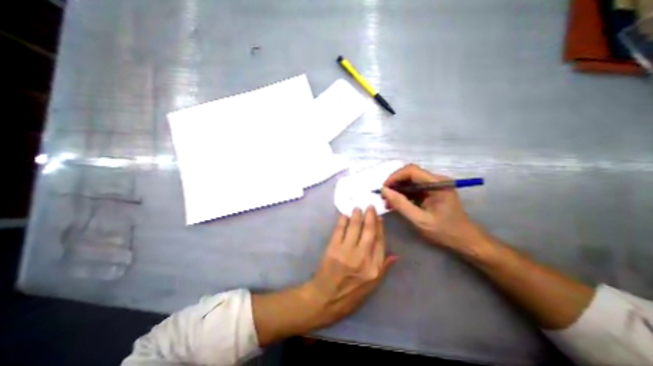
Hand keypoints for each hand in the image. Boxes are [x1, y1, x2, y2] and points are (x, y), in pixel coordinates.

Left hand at [250, 208, 394, 344]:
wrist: (326, 299)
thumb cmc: (351, 294)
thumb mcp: (372, 286)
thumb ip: (384, 268)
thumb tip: (395, 254)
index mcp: (374, 268)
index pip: (380, 241)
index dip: (380, 227)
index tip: (379, 217)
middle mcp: (362, 257)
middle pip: (369, 231)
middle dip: (370, 216)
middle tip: (369, 206)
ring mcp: (346, 252)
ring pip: (354, 227)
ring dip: (356, 215)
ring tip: (357, 208)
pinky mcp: (333, 248)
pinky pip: (339, 230)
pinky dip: (342, 221)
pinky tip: (344, 215)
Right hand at [378, 163, 474, 247]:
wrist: (464, 240)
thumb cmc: (444, 231)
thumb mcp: (420, 220)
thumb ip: (401, 204)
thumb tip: (383, 190)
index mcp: (437, 184)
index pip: (411, 170)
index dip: (395, 177)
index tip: (384, 189)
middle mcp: (436, 180)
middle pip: (409, 174)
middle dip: (394, 184)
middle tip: (384, 197)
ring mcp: (434, 185)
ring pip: (409, 181)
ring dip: (397, 190)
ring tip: (388, 202)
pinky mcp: (431, 191)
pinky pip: (413, 188)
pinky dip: (403, 194)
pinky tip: (396, 204)